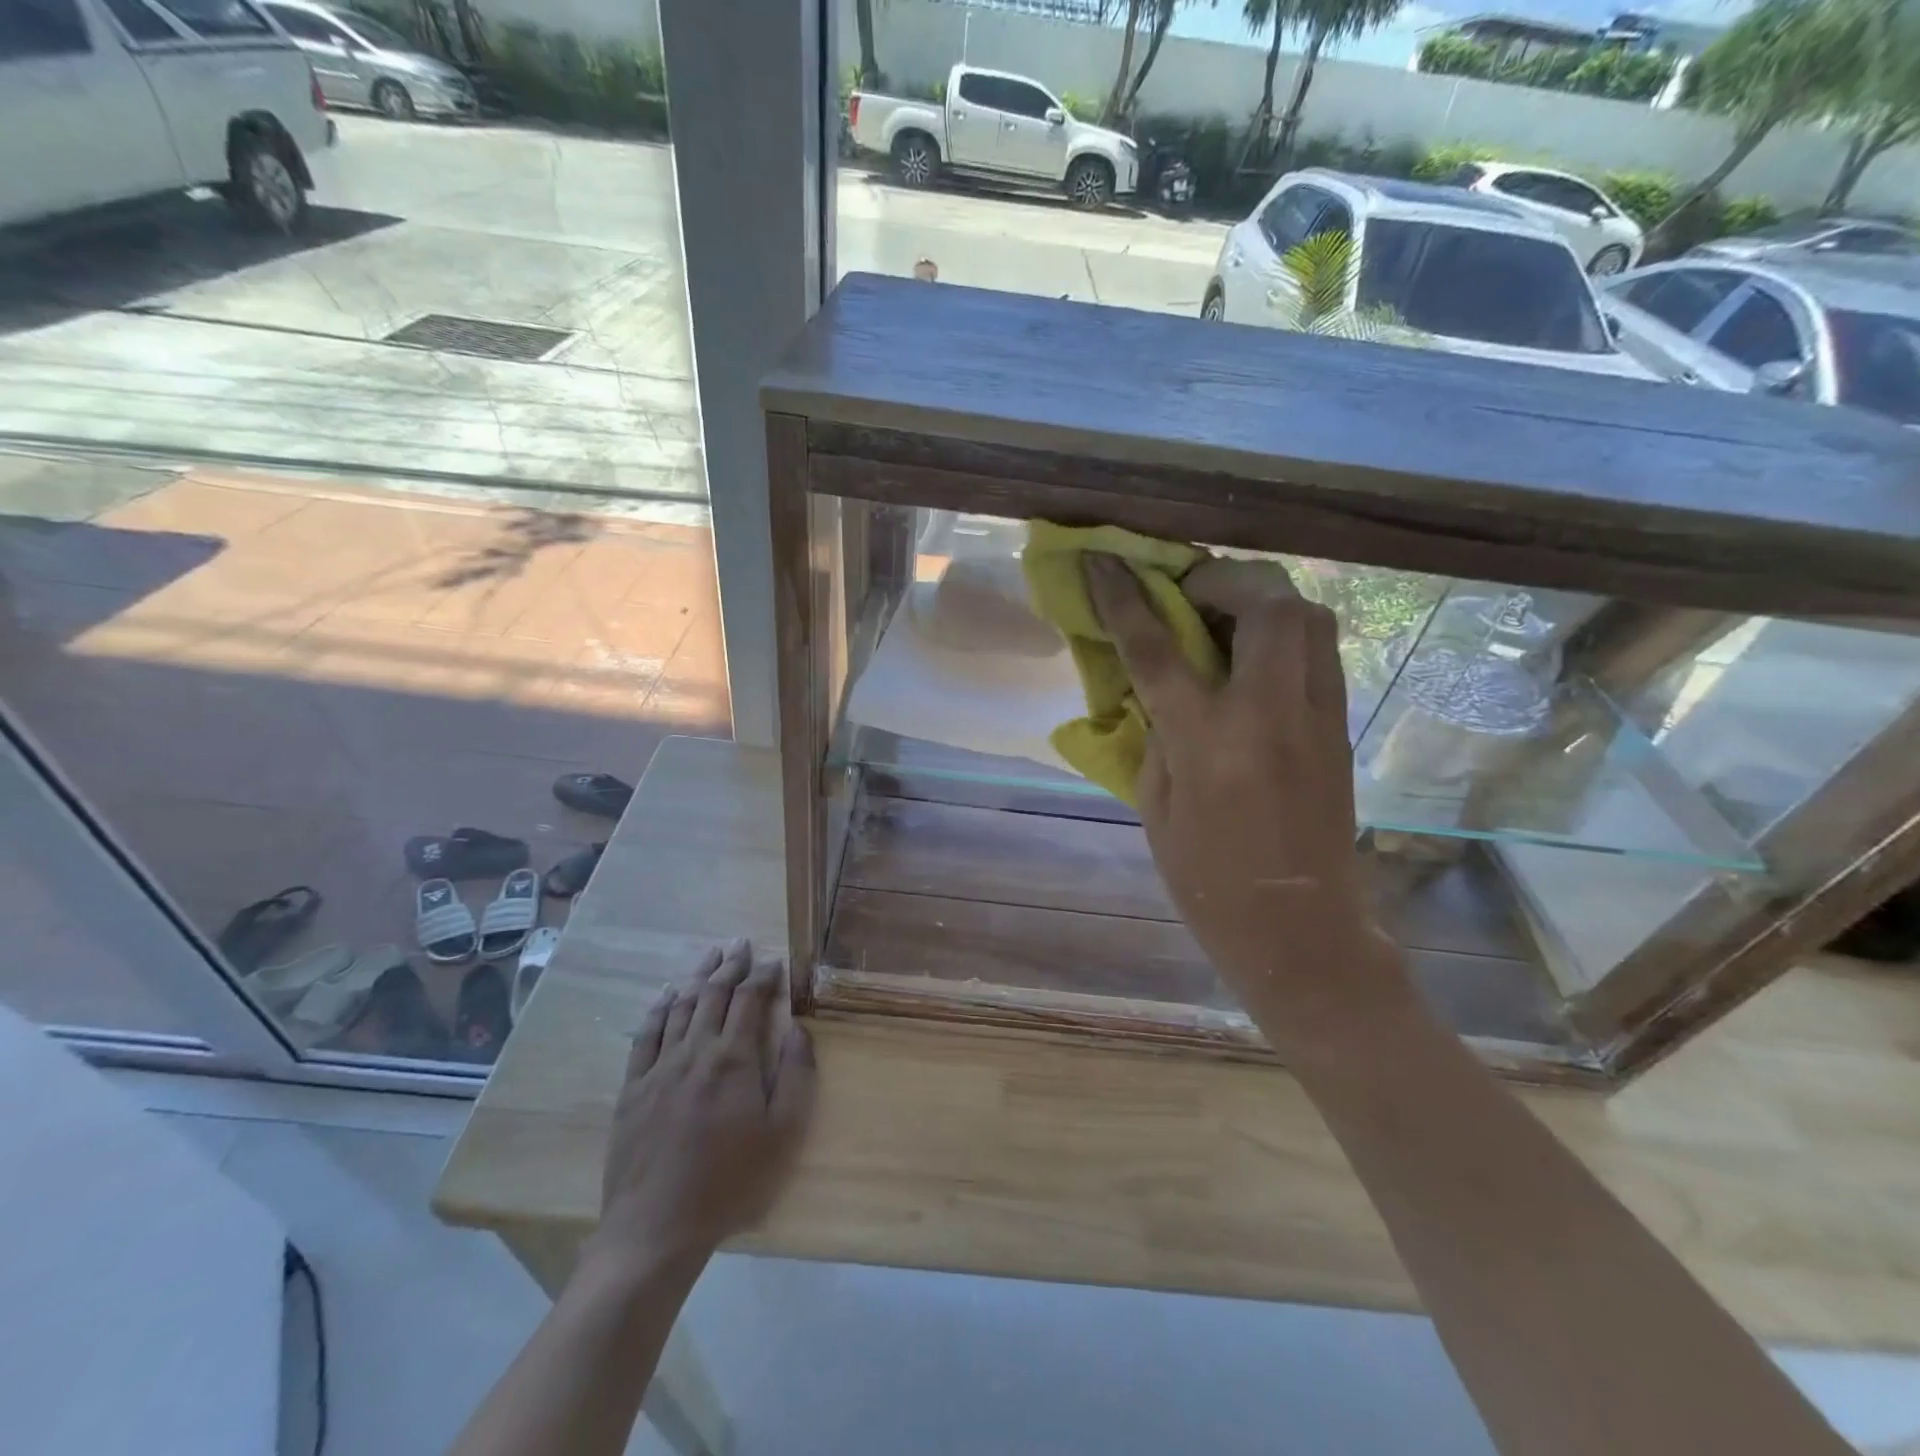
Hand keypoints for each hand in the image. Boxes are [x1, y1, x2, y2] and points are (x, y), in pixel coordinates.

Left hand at [589, 940, 814, 1273]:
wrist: (656, 1227)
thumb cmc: (729, 1182)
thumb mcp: (781, 1134)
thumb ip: (795, 1076)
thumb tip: (799, 1030)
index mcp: (733, 1059)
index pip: (750, 1001)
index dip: (764, 976)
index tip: (776, 961)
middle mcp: (695, 1051)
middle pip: (713, 994)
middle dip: (731, 965)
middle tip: (742, 943)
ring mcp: (659, 1067)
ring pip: (680, 1007)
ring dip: (698, 976)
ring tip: (712, 955)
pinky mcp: (633, 1087)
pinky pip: (646, 1035)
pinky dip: (659, 1008)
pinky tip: (667, 994)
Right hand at [1085, 555, 1391, 1021]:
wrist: (1301, 931)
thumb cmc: (1209, 885)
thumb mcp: (1155, 811)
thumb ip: (1154, 738)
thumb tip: (1156, 690)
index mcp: (1209, 742)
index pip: (1157, 648)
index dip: (1125, 598)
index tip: (1103, 560)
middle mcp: (1270, 714)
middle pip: (1265, 603)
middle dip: (1222, 578)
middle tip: (1188, 593)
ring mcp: (1316, 717)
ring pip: (1309, 617)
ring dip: (1263, 598)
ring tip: (1226, 617)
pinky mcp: (1340, 727)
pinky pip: (1320, 652)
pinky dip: (1286, 633)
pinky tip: (1256, 656)